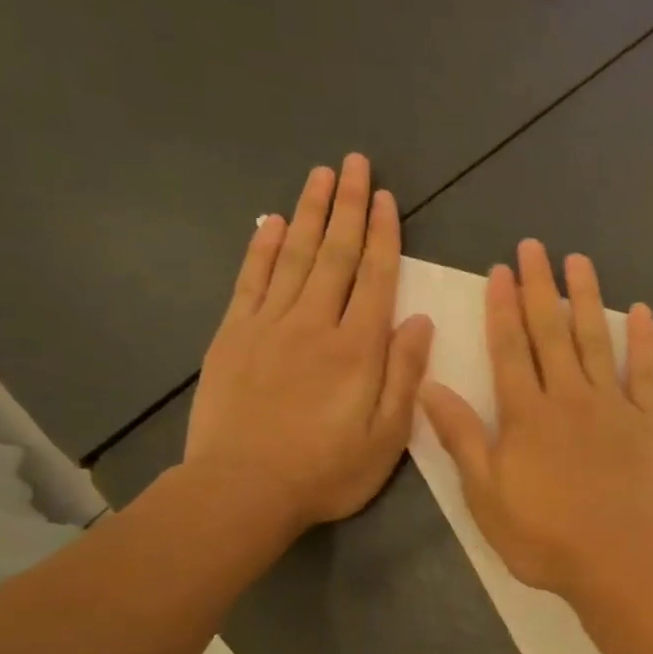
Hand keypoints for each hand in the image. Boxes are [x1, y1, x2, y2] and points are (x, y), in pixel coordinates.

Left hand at [185, 156, 433, 532]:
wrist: (242, 490)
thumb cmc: (327, 470)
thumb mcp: (387, 436)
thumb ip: (405, 374)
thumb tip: (419, 320)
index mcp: (358, 348)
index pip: (376, 278)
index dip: (385, 236)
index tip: (388, 199)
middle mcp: (315, 323)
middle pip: (336, 254)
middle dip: (349, 206)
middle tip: (356, 163)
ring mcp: (269, 325)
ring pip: (295, 256)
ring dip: (311, 212)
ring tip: (322, 175)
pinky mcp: (233, 335)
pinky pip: (251, 280)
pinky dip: (263, 247)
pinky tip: (272, 221)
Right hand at [420, 239, 652, 598]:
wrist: (621, 561)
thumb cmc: (546, 538)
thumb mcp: (487, 496)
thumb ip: (462, 438)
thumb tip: (431, 386)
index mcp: (526, 416)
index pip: (509, 350)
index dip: (501, 309)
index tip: (499, 271)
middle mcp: (569, 398)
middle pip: (550, 333)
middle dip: (539, 288)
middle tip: (534, 246)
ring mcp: (614, 407)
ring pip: (596, 341)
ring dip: (586, 298)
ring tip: (578, 261)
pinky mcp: (650, 422)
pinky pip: (646, 372)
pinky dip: (643, 340)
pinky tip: (640, 311)